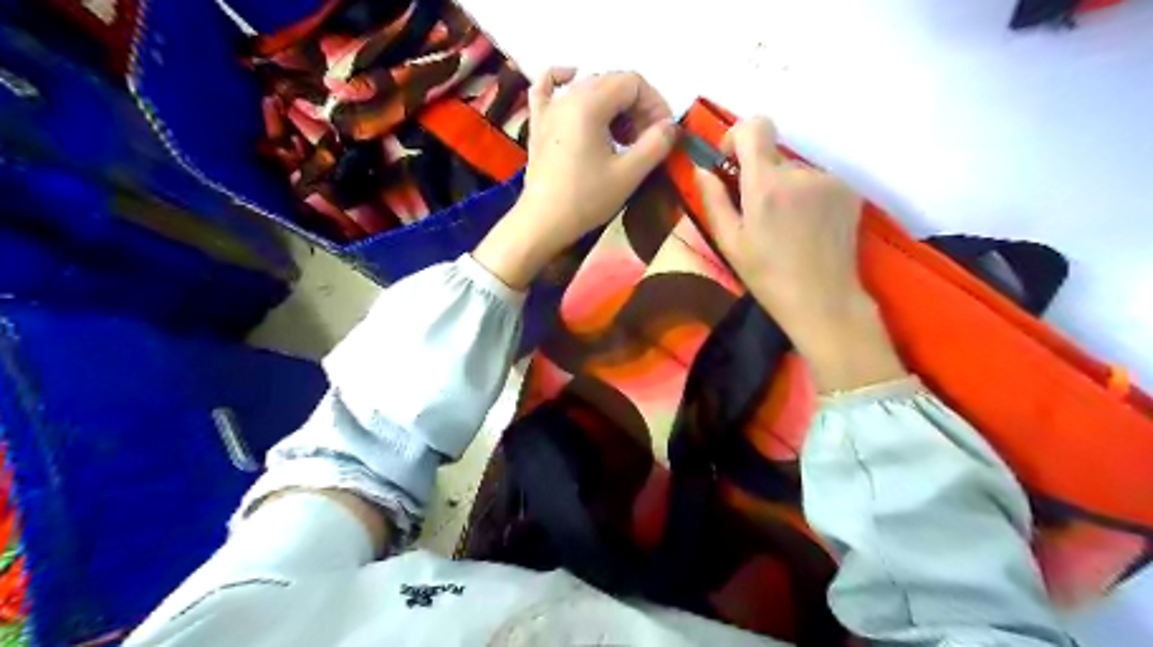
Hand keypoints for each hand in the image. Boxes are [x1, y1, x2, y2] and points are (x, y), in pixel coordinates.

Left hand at [476, 69, 677, 286]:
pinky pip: (548, 86)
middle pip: (613, 82)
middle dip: (638, 108)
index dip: (655, 105)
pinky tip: (573, 79)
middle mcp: (568, 95)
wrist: (543, 222)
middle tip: (647, 141)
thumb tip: (670, 127)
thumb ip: (655, 144)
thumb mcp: (629, 174)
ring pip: (589, 87)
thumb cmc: (586, 199)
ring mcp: (550, 107)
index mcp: (590, 103)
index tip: (663, 134)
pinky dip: (563, 79)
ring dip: (614, 106)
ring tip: (624, 138)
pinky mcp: (538, 122)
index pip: (633, 83)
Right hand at [699, 116, 903, 392]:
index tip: (732, 163)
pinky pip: (817, 181)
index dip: (738, 136)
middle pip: (773, 154)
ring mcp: (829, 179)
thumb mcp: (729, 242)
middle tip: (757, 213)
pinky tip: (806, 227)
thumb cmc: (767, 276)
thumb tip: (702, 168)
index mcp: (766, 183)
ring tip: (785, 227)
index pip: (755, 125)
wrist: (823, 300)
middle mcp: (800, 172)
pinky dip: (807, 195)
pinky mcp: (849, 190)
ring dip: (785, 188)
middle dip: (760, 175)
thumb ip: (713, 199)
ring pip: (795, 170)